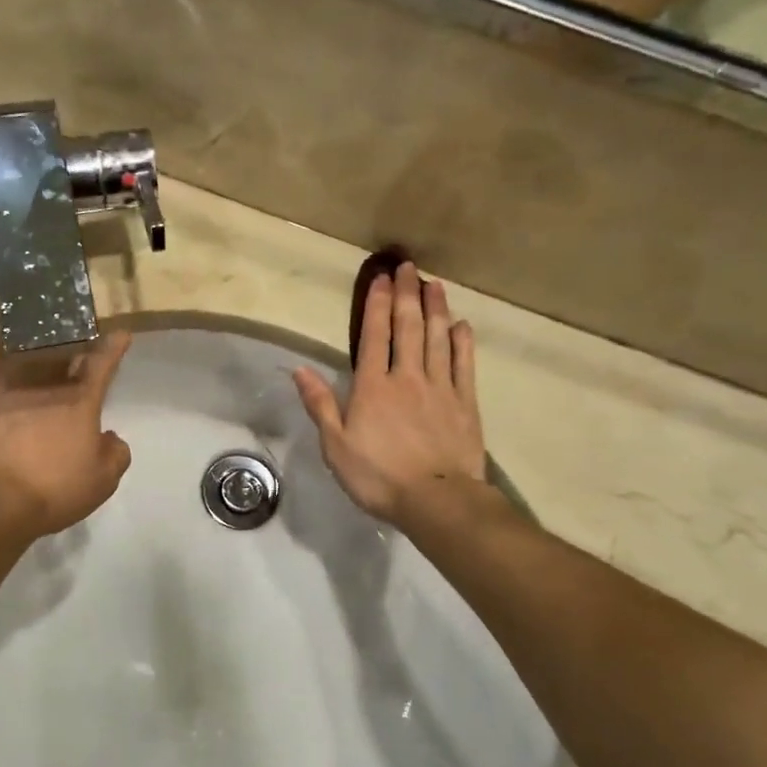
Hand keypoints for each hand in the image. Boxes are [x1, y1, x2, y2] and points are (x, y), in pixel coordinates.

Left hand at [0, 330, 133, 537]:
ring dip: (37, 341)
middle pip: (65, 354)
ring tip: (42, 334)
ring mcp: (10, 386)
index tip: (120, 334)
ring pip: (27, 351)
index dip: (114, 348)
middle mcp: (48, 386)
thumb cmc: (53, 490)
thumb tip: (111, 438)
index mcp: (81, 402)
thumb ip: (115, 455)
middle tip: (80, 338)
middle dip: (76, 343)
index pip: (103, 366)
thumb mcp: (101, 482)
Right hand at [293, 263, 485, 527]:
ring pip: (438, 339)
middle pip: (408, 328)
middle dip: (407, 294)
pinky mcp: (465, 403)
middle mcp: (407, 377)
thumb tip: (300, 370)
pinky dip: (462, 343)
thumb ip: (321, 405)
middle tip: (409, 266)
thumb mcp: (336, 446)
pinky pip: (464, 365)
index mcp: (373, 387)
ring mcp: (440, 388)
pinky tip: (461, 325)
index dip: (377, 304)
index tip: (381, 278)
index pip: (374, 336)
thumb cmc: (379, 476)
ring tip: (435, 284)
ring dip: (436, 309)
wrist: (436, 500)